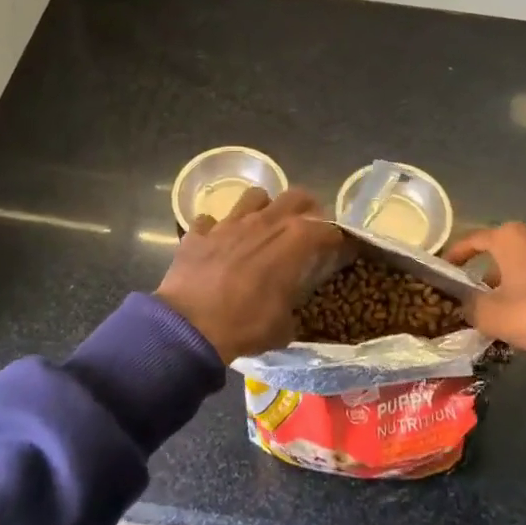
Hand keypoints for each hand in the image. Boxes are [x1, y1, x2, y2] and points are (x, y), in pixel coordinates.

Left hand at [156, 186, 343, 364]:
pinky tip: (217, 244)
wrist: (188, 328)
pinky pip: (210, 221)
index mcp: (292, 242)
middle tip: (308, 225)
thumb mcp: (282, 327)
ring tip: (263, 226)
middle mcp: (263, 222)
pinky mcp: (198, 233)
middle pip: (295, 196)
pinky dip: (216, 230)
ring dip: (263, 208)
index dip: (334, 237)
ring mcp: (228, 223)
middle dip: (307, 208)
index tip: (337, 247)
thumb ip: (291, 308)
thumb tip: (290, 311)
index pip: (325, 229)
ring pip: (254, 196)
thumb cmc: (243, 325)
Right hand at [446, 222, 525, 404]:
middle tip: (472, 295)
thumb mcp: (488, 314)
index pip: (472, 240)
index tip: (444, 270)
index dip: (455, 256)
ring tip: (499, 310)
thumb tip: (465, 303)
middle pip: (498, 252)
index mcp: (508, 238)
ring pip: (521, 265)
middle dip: (483, 273)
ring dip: (507, 283)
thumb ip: (468, 305)